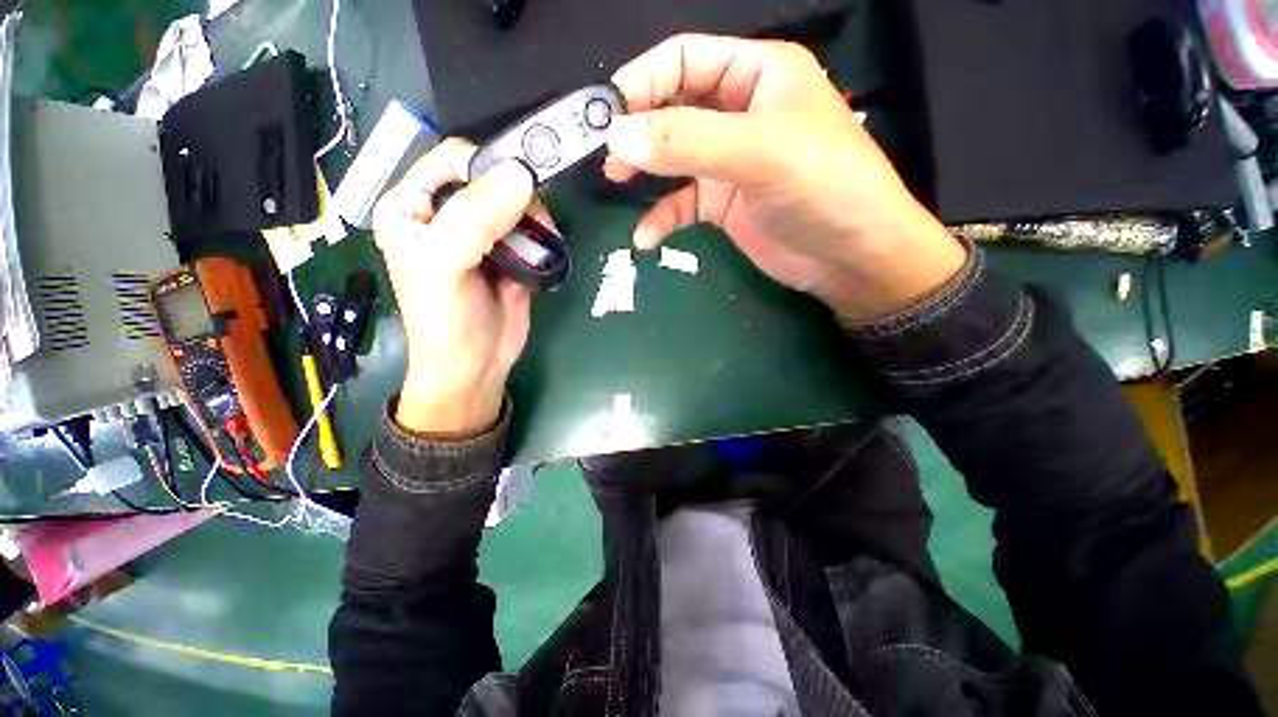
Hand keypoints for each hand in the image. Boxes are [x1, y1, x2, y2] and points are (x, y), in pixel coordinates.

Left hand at [373, 139, 548, 434]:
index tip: (519, 187)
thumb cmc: (445, 318)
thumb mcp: (446, 264)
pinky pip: (530, 230)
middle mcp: (446, 214)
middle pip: (489, 179)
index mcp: (412, 206)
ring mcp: (482, 235)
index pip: (450, 159)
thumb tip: (521, 175)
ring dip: (534, 219)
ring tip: (541, 244)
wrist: (476, 365)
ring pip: (516, 203)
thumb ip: (476, 216)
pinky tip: (543, 255)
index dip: (485, 166)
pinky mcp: (509, 254)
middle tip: (535, 223)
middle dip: (517, 196)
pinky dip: (543, 237)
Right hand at [605, 34, 966, 320]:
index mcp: (757, 75)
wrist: (850, 258)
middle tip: (608, 154)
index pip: (685, 60)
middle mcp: (739, 113)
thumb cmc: (821, 188)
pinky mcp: (724, 204)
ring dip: (646, 172)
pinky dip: (663, 218)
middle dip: (639, 128)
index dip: (643, 81)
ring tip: (618, 185)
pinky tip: (646, 238)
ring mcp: (729, 163)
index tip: (607, 114)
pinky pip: (683, 203)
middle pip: (674, 108)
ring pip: (674, 157)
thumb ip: (687, 141)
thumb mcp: (757, 153)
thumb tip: (618, 137)